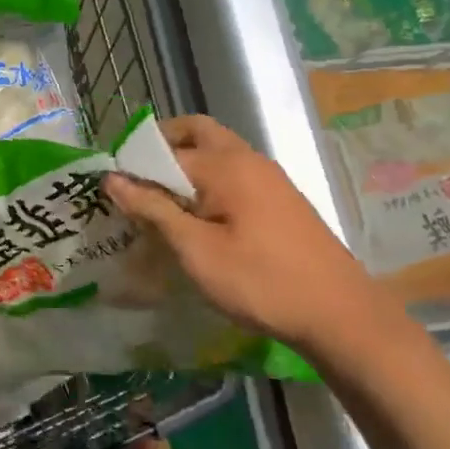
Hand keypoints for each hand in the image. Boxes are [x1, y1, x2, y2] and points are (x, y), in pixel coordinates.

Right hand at [105, 115, 402, 361]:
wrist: (341, 315)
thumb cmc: (261, 282)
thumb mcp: (197, 251)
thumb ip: (154, 210)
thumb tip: (112, 178)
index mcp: (226, 165)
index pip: (164, 151)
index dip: (133, 168)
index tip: (109, 193)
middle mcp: (248, 159)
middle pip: (196, 132)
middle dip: (162, 148)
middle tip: (138, 182)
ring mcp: (269, 178)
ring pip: (217, 153)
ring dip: (186, 166)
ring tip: (161, 206)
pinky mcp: (280, 200)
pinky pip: (233, 175)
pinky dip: (208, 183)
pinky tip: (198, 221)